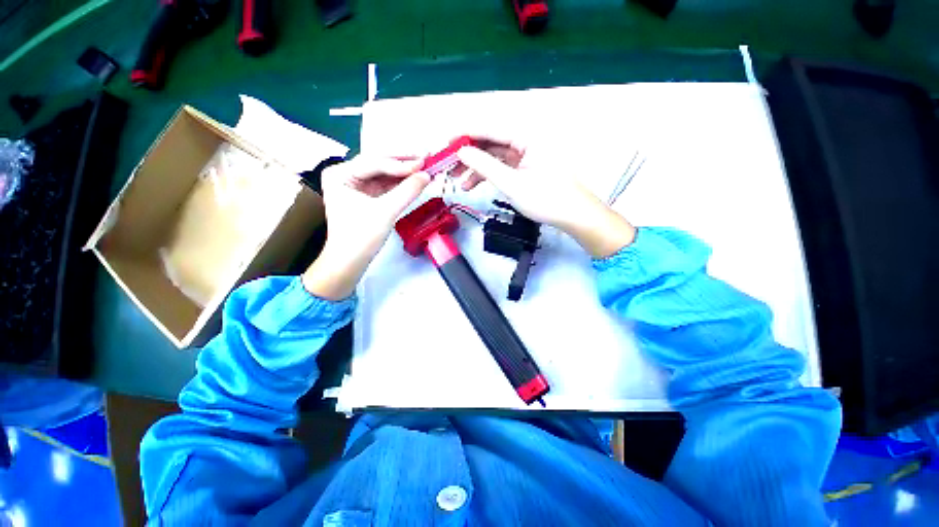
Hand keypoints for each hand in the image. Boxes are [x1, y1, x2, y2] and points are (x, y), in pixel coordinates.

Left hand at [302, 155, 430, 299]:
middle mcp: (345, 174)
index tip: (424, 163)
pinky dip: (400, 183)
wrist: (350, 261)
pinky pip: (385, 184)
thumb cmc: (361, 237)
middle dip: (403, 162)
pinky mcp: (366, 195)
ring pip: (384, 172)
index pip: (374, 163)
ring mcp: (355, 185)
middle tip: (426, 157)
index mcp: (340, 174)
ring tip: (425, 166)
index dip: (400, 163)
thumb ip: (407, 191)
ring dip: (404, 171)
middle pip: (379, 163)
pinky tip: (415, 179)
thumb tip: (427, 175)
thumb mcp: (385, 212)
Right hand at [454, 135, 636, 257]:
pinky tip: (473, 185)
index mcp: (527, 135)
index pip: (489, 128)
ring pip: (494, 155)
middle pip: (490, 141)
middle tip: (448, 167)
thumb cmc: (546, 199)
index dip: (465, 135)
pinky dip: (487, 175)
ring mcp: (526, 154)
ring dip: (475, 168)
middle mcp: (526, 139)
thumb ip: (485, 165)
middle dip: (468, 155)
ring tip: (458, 183)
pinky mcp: (526, 167)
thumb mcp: (511, 184)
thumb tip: (461, 151)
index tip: (444, 143)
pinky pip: (502, 166)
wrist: (574, 216)